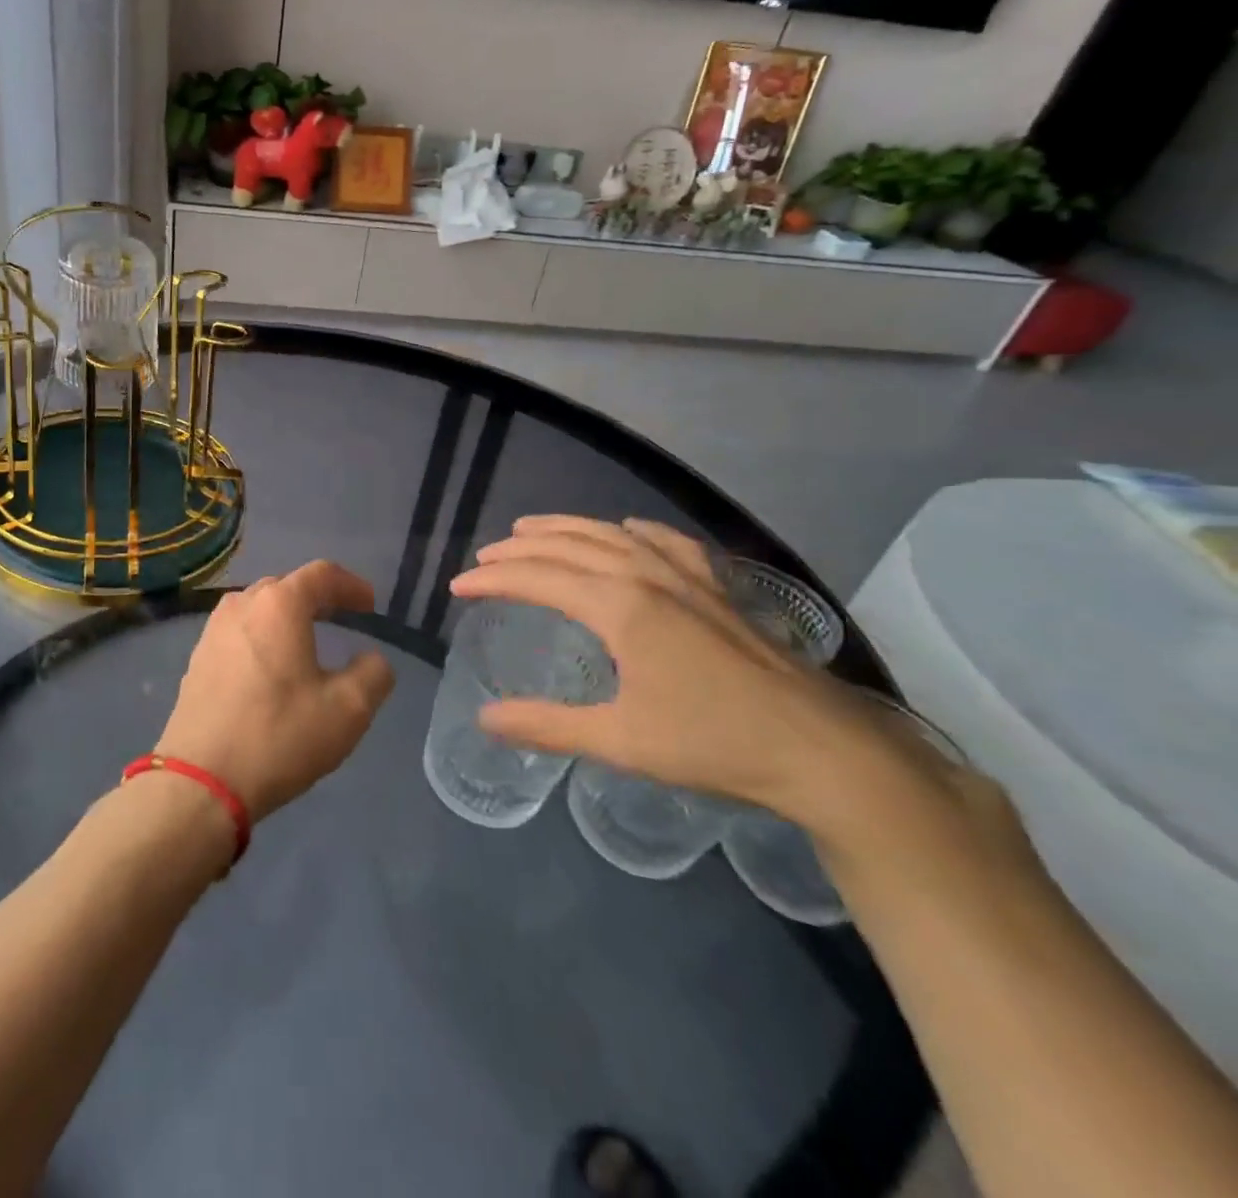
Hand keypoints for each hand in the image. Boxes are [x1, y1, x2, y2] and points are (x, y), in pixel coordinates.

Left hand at [157, 561, 396, 821]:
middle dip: (318, 597)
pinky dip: (262, 638)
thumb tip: (372, 660)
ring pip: (258, 609)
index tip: (370, 605)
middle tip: (343, 617)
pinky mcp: (197, 659)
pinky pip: (239, 633)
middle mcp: (242, 606)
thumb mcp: (348, 710)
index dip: (351, 585)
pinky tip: (271, 667)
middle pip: (286, 586)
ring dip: (286, 617)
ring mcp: (213, 632)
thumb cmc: (279, 736)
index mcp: (279, 605)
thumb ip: (373, 674)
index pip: (321, 574)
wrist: (200, 781)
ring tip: (307, 639)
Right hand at [450, 517, 915, 827]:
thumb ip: (547, 726)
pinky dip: (635, 530)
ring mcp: (687, 576)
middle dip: (520, 549)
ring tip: (531, 529)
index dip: (493, 580)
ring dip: (565, 529)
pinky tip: (628, 529)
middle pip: (569, 547)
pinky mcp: (718, 587)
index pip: (539, 579)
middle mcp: (647, 576)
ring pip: (612, 535)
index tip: (458, 586)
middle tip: (485, 557)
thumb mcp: (620, 742)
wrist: (821, 749)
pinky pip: (666, 542)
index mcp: (620, 607)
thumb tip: (484, 719)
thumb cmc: (713, 743)